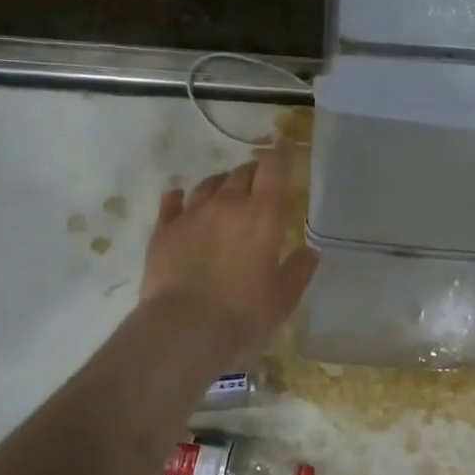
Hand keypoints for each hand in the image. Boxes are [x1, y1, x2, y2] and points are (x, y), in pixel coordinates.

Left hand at [141, 142, 318, 363]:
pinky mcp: (164, 231)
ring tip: (225, 189)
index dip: (281, 153)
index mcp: (262, 215)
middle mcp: (227, 204)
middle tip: (260, 180)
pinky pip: (172, 203)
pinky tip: (178, 198)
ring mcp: (191, 215)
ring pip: (208, 184)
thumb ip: (299, 269)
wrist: (183, 329)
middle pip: (241, 173)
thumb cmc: (243, 312)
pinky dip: (179, 197)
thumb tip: (310, 252)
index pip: (274, 169)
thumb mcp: (284, 297)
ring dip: (221, 182)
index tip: (284, 145)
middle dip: (254, 171)